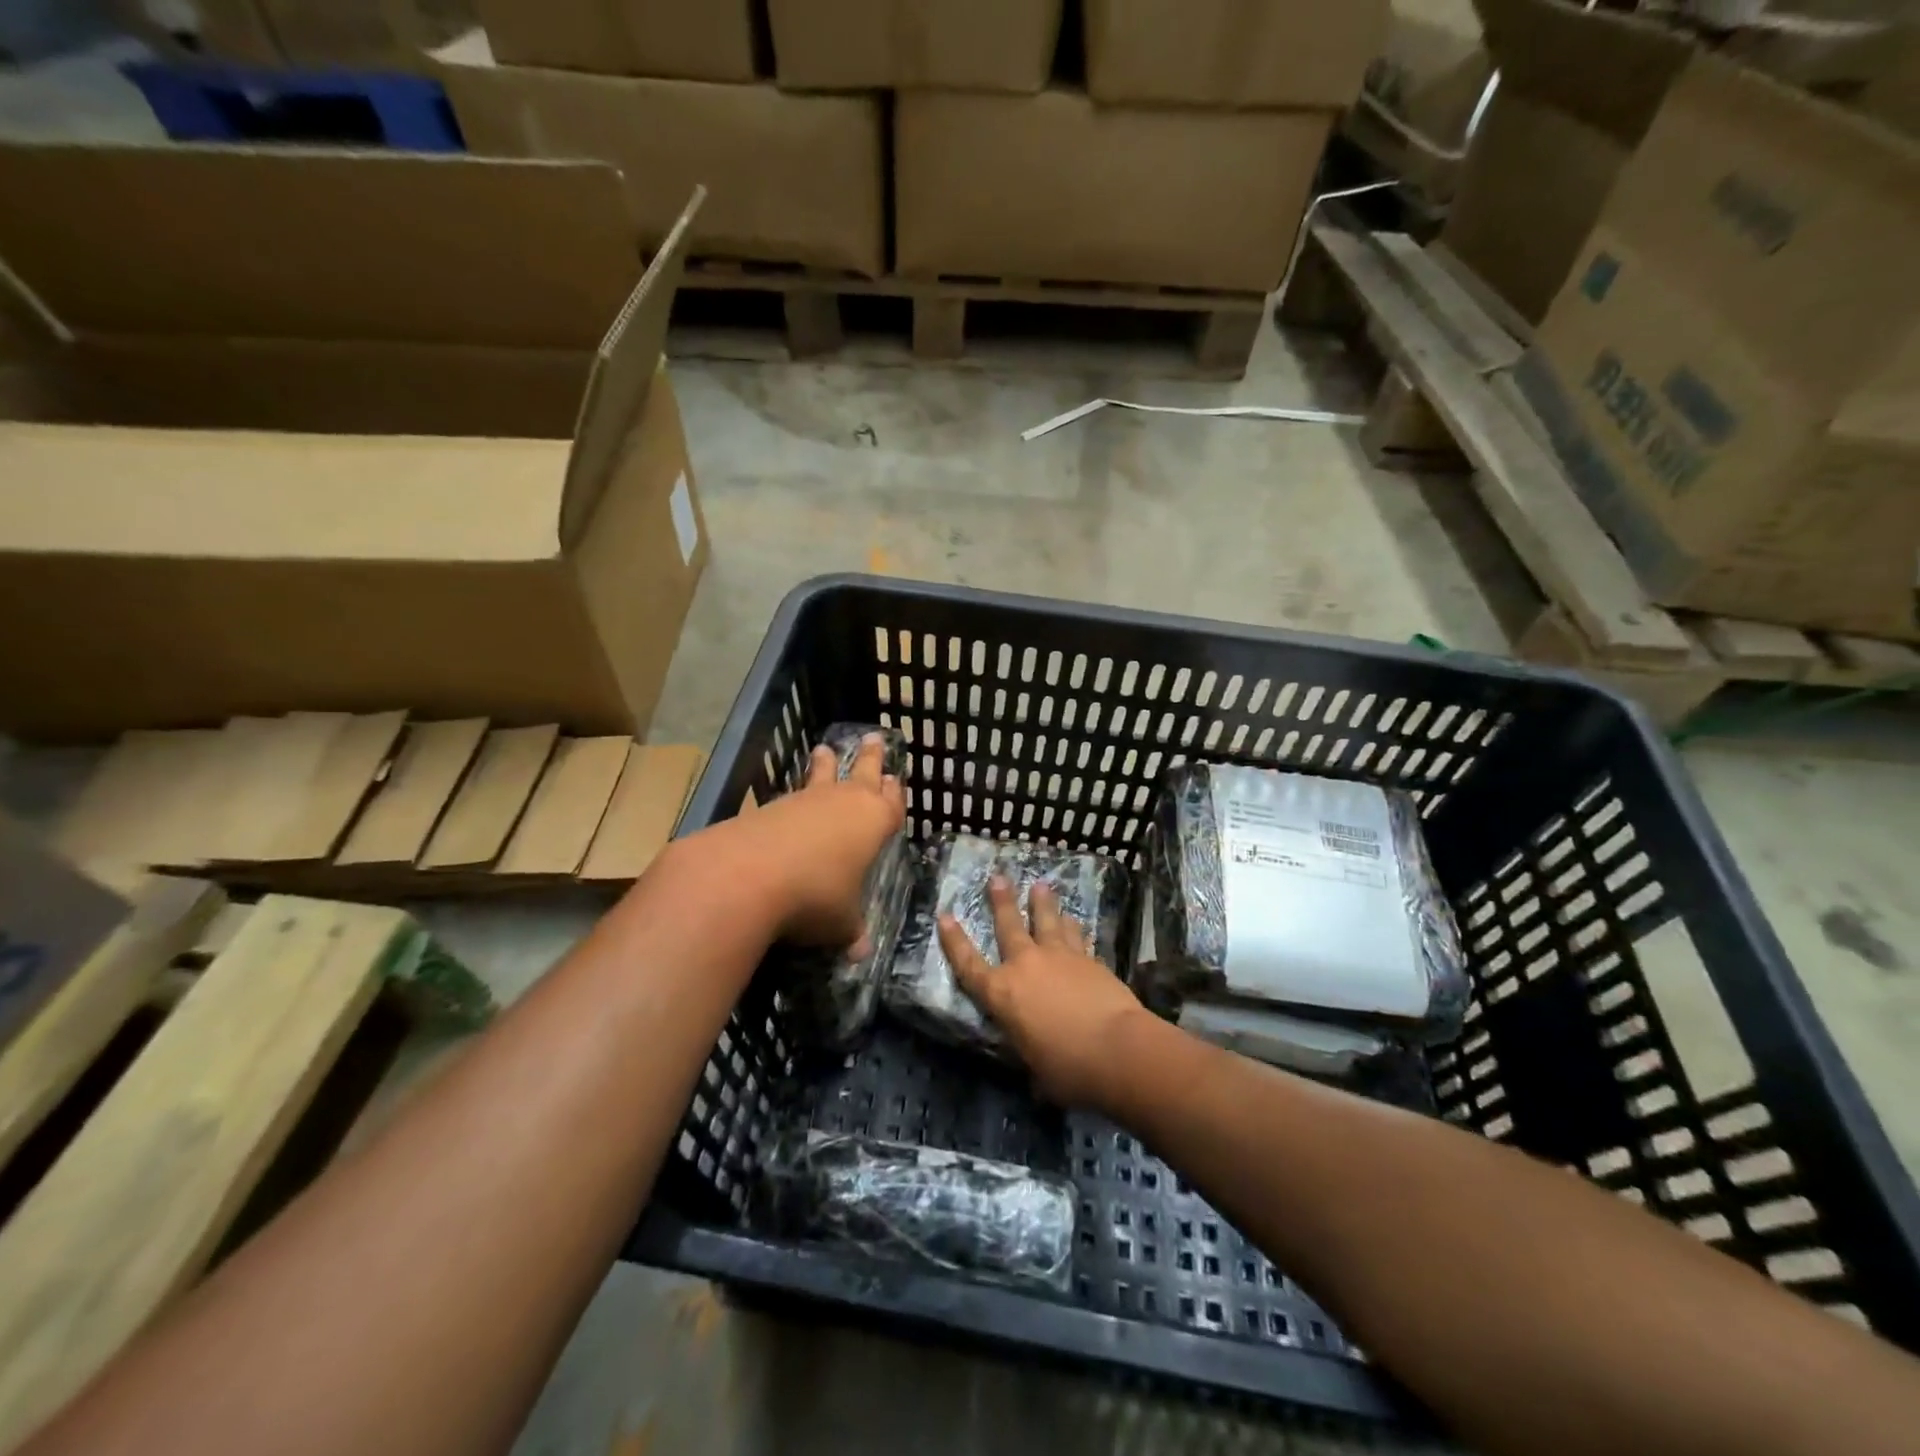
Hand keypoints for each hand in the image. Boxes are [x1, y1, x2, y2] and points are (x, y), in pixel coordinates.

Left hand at [713, 733, 905, 951]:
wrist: (747, 876)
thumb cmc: (815, 897)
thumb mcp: (841, 923)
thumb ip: (852, 931)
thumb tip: (860, 950)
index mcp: (873, 822)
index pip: (892, 803)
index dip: (894, 793)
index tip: (896, 779)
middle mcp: (843, 802)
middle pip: (862, 772)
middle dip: (870, 758)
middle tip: (874, 738)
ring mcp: (805, 800)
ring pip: (821, 776)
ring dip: (824, 765)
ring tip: (823, 750)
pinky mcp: (770, 807)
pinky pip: (791, 795)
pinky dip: (795, 796)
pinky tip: (789, 802)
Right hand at [938, 876, 1146, 1108]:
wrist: (1117, 1048)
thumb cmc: (1068, 1068)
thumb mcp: (1036, 1069)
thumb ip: (1031, 1056)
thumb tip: (1038, 1069)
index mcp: (1002, 994)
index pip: (969, 964)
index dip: (954, 941)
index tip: (944, 916)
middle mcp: (1026, 966)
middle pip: (1009, 926)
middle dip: (1001, 901)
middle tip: (997, 877)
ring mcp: (1060, 957)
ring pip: (1047, 921)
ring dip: (1042, 903)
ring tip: (1040, 885)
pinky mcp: (1089, 959)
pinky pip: (1076, 936)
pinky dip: (1073, 927)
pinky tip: (1074, 919)